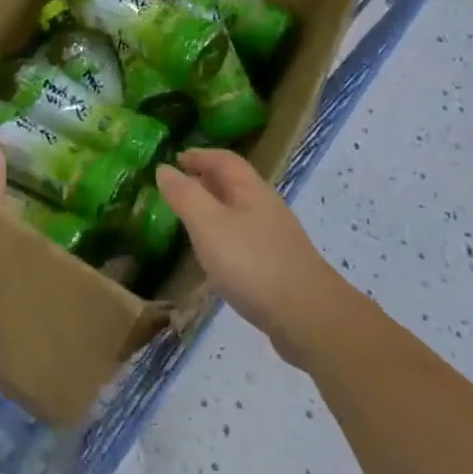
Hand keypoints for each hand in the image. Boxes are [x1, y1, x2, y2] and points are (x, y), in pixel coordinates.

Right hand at [157, 149, 343, 364]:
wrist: (308, 318)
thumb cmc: (252, 263)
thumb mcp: (208, 225)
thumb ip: (185, 195)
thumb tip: (164, 168)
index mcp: (250, 190)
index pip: (224, 160)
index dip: (199, 155)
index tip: (175, 158)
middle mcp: (265, 207)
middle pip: (233, 183)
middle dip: (205, 180)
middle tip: (176, 187)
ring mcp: (275, 238)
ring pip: (239, 212)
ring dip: (214, 209)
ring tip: (189, 220)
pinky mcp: (277, 266)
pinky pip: (244, 239)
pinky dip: (224, 236)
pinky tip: (214, 257)